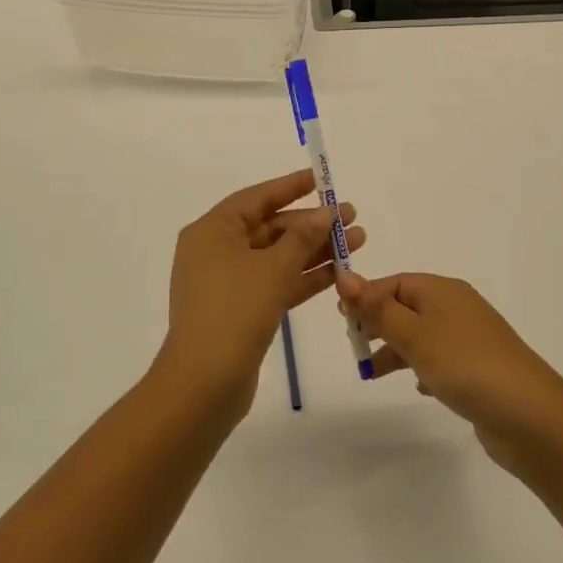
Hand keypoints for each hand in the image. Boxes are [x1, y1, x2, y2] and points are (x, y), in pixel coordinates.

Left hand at [156, 170, 365, 414]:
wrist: (204, 382)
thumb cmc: (234, 311)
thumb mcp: (273, 268)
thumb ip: (302, 237)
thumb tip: (324, 213)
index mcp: (212, 231)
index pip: (257, 198)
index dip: (291, 187)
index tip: (322, 180)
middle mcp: (216, 252)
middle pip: (270, 228)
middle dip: (311, 224)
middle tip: (351, 217)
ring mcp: (228, 283)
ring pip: (277, 257)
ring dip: (315, 250)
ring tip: (357, 241)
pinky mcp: (241, 310)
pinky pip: (276, 283)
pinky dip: (304, 277)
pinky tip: (338, 272)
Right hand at [336, 272, 562, 467]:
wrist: (529, 415)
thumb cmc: (465, 365)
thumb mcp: (414, 334)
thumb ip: (378, 309)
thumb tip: (345, 276)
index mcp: (443, 291)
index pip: (395, 283)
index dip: (366, 297)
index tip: (342, 322)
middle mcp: (457, 308)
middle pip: (407, 307)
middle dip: (378, 324)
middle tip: (354, 347)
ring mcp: (470, 340)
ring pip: (422, 336)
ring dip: (396, 350)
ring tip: (371, 373)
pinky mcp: (478, 370)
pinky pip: (441, 360)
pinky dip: (423, 368)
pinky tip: (418, 387)